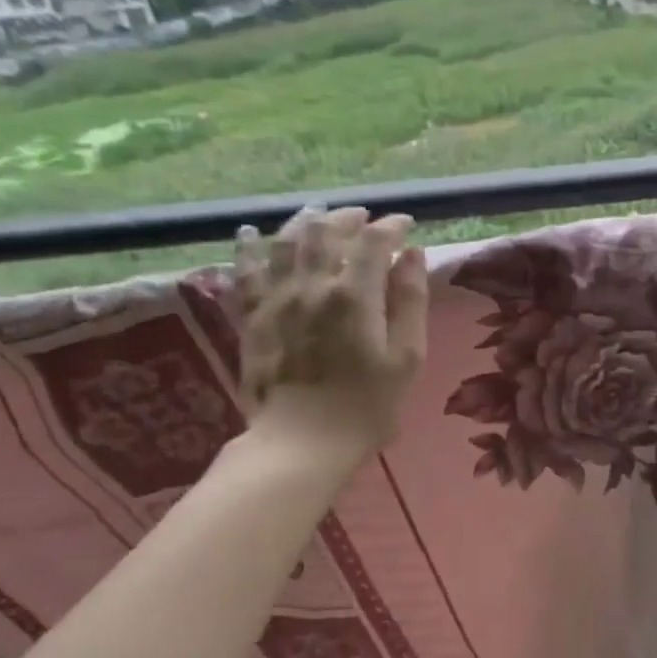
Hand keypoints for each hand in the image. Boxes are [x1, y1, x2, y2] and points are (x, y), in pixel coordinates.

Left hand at [234, 207, 428, 460]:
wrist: (302, 443)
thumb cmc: (367, 406)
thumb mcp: (406, 357)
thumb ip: (410, 302)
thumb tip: (412, 256)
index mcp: (355, 295)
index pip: (374, 241)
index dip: (392, 226)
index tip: (406, 225)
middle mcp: (312, 285)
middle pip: (326, 232)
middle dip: (348, 217)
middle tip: (364, 217)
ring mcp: (276, 299)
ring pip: (284, 242)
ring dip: (304, 222)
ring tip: (318, 214)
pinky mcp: (251, 318)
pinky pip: (244, 272)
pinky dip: (248, 248)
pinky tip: (250, 234)